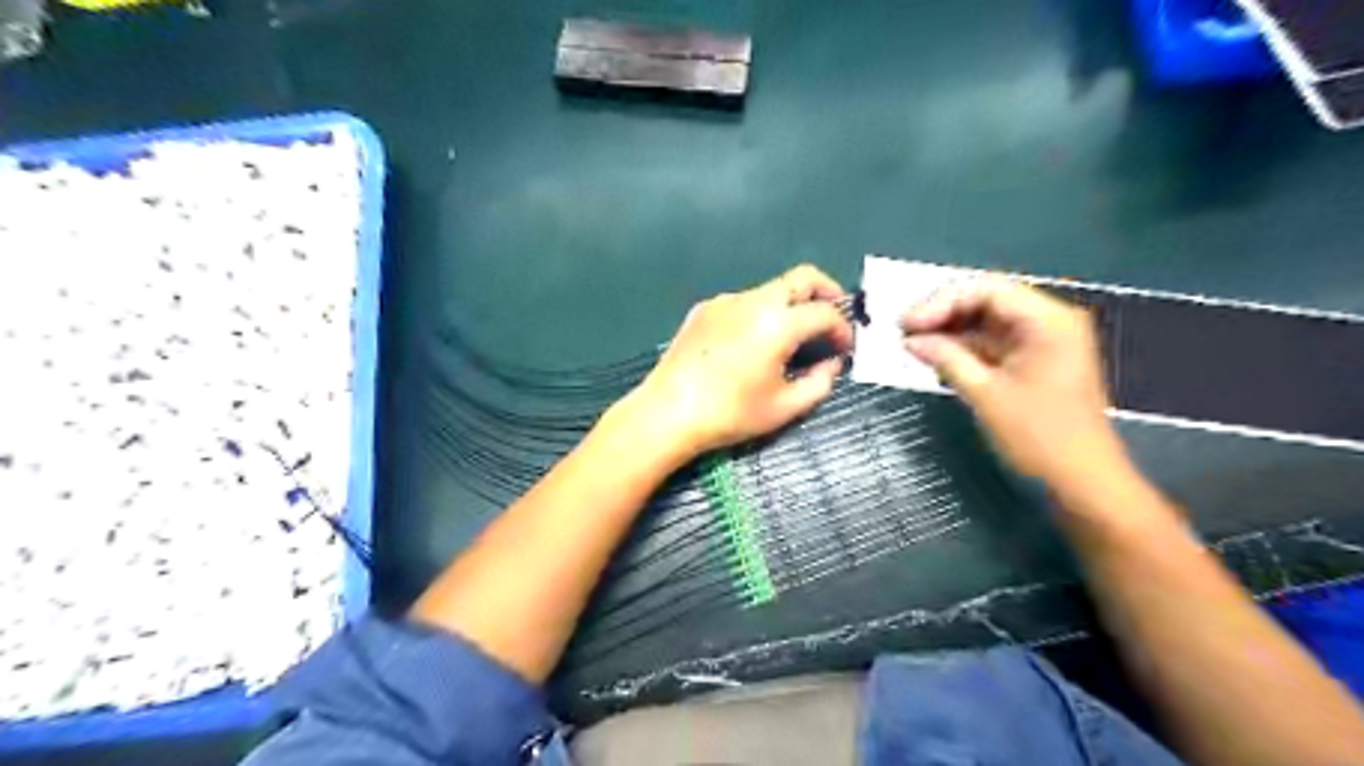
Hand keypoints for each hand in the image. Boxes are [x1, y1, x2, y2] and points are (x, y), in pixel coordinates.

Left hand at [621, 262, 848, 461]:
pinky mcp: (704, 309)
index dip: (842, 329)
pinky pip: (743, 302)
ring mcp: (725, 301)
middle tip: (831, 319)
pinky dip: (760, 314)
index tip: (844, 348)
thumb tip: (832, 364)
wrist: (667, 412)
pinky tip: (750, 344)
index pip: (825, 312)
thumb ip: (819, 383)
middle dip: (825, 293)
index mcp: (778, 323)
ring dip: (790, 305)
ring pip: (771, 289)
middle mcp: (753, 300)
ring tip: (789, 339)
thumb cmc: (730, 414)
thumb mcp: (784, 408)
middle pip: (802, 277)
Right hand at [903, 279, 1124, 483]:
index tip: (906, 324)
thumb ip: (947, 359)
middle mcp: (1048, 321)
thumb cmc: (1039, 437)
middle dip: (943, 312)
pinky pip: (993, 342)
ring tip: (913, 343)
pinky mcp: (1034, 361)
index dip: (940, 301)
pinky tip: (936, 356)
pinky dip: (964, 347)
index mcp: (1047, 320)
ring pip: (986, 320)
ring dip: (950, 329)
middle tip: (904, 331)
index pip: (986, 289)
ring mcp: (1042, 341)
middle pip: (986, 299)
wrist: (1082, 482)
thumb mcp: (985, 394)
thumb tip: (911, 340)